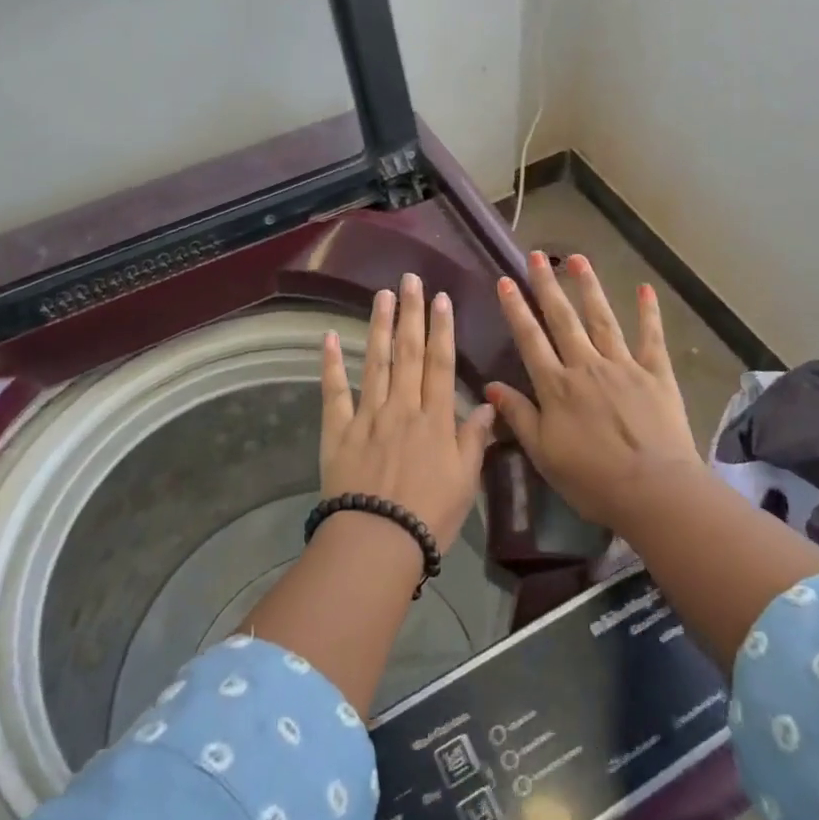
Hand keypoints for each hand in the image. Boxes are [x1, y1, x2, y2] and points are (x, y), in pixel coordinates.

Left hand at [319, 272, 496, 551]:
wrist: (377, 540)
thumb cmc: (429, 516)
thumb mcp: (464, 481)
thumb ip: (474, 440)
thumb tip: (490, 405)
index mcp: (434, 419)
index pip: (441, 364)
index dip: (442, 329)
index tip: (441, 298)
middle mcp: (402, 407)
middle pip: (409, 353)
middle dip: (411, 314)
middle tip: (410, 279)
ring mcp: (368, 416)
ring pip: (375, 362)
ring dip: (379, 326)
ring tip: (381, 295)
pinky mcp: (339, 431)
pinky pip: (335, 392)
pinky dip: (331, 364)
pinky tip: (328, 337)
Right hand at [486, 253, 703, 525]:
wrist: (654, 491)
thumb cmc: (592, 479)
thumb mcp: (544, 454)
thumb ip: (519, 416)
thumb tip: (491, 386)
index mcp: (557, 387)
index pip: (530, 339)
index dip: (516, 309)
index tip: (505, 280)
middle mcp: (587, 366)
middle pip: (563, 319)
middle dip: (547, 285)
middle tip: (537, 255)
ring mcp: (624, 366)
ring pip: (602, 319)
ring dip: (588, 287)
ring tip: (577, 259)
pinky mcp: (656, 374)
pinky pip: (651, 337)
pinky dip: (649, 312)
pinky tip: (645, 288)